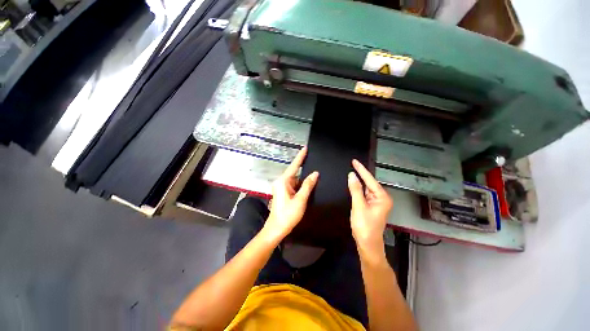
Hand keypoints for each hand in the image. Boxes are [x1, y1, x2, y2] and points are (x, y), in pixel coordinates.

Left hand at [263, 147, 318, 242]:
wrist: (276, 229)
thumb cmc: (287, 215)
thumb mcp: (300, 199)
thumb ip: (308, 185)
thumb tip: (315, 173)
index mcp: (283, 181)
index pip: (294, 166)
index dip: (300, 156)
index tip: (305, 148)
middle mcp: (281, 182)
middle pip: (295, 173)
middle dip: (304, 170)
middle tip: (315, 165)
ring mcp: (282, 188)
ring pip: (295, 180)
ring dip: (303, 180)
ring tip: (315, 178)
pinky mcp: (284, 193)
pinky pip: (294, 186)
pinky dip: (301, 186)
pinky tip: (308, 186)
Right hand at [348, 159, 392, 261]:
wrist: (367, 244)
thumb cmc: (364, 226)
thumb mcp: (359, 206)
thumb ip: (355, 189)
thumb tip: (351, 175)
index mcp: (382, 197)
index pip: (370, 180)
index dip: (361, 169)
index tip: (354, 161)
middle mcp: (381, 198)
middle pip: (369, 183)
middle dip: (361, 174)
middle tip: (352, 164)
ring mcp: (376, 202)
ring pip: (366, 188)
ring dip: (359, 181)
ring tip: (352, 170)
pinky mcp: (371, 206)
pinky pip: (364, 194)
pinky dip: (358, 189)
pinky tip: (353, 184)